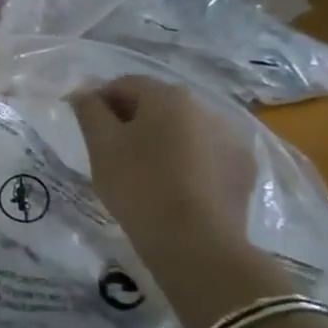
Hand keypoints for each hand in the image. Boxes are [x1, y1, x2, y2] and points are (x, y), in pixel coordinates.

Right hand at [71, 76, 294, 327]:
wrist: (195, 243)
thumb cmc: (138, 185)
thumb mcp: (101, 145)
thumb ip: (89, 111)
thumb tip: (83, 92)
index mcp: (168, 96)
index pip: (124, 84)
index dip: (100, 101)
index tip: (86, 126)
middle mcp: (205, 107)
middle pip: (157, 104)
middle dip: (132, 119)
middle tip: (110, 150)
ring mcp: (231, 138)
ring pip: (184, 129)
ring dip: (161, 139)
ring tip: (143, 170)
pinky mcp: (244, 169)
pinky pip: (205, 153)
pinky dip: (187, 160)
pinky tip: (173, 185)